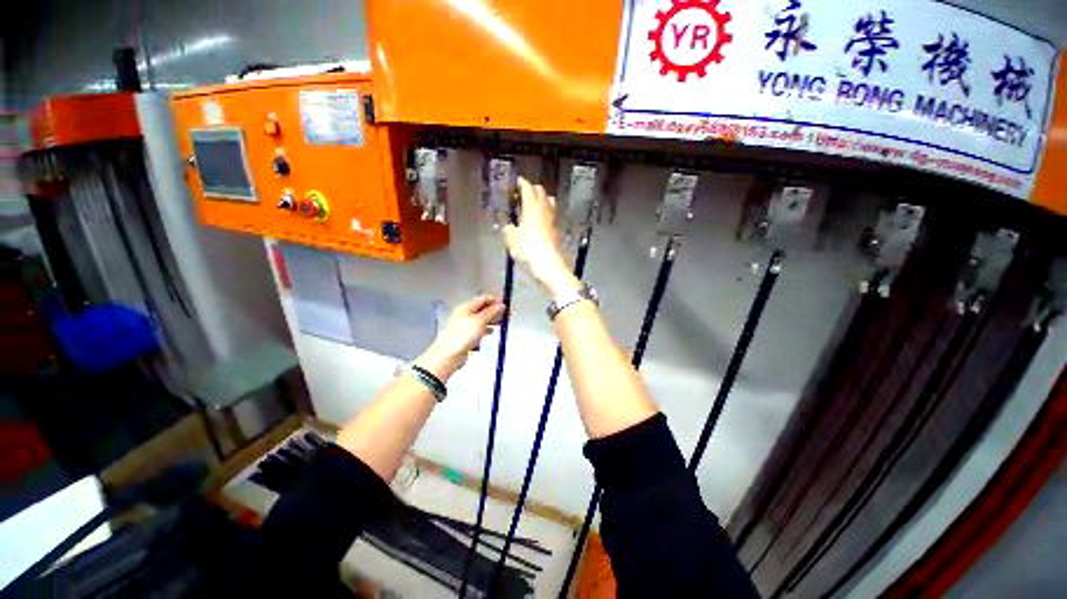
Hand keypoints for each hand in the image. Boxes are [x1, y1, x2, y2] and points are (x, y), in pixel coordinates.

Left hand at [415, 295, 504, 380]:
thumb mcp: (480, 321)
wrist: (448, 355)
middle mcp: (465, 314)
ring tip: (501, 325)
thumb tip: (502, 305)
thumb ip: (492, 312)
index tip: (506, 305)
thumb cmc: (464, 335)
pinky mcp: (464, 336)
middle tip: (506, 316)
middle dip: (495, 312)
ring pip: (481, 320)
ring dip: (491, 321)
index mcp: (466, 307)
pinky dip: (484, 331)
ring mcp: (464, 326)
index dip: (495, 300)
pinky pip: (477, 330)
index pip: (483, 299)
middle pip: (482, 309)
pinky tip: (489, 334)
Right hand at [504, 177, 581, 296]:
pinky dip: (546, 213)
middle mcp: (544, 210)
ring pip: (549, 202)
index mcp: (532, 207)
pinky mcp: (557, 230)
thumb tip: (508, 226)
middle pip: (541, 192)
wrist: (548, 264)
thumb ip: (508, 230)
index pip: (528, 189)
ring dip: (542, 200)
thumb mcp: (511, 239)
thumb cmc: (528, 248)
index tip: (518, 181)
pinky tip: (541, 220)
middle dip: (533, 189)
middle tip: (525, 191)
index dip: (522, 183)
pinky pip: (551, 216)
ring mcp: (553, 220)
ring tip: (534, 203)